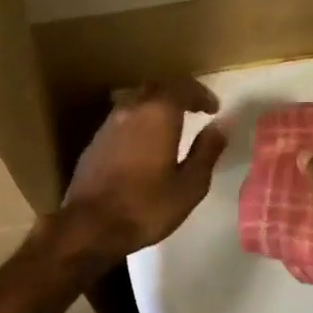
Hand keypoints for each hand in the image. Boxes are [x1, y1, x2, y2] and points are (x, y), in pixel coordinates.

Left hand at [58, 80, 227, 260]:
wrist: (89, 225)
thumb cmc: (146, 207)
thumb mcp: (190, 185)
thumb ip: (207, 150)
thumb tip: (222, 124)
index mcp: (158, 115)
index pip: (182, 87)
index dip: (201, 94)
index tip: (213, 109)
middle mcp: (131, 110)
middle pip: (157, 88)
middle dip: (178, 94)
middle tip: (195, 109)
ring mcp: (109, 124)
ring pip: (136, 101)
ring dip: (156, 106)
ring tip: (171, 124)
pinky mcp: (95, 141)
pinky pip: (122, 118)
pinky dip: (139, 120)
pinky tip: (145, 142)